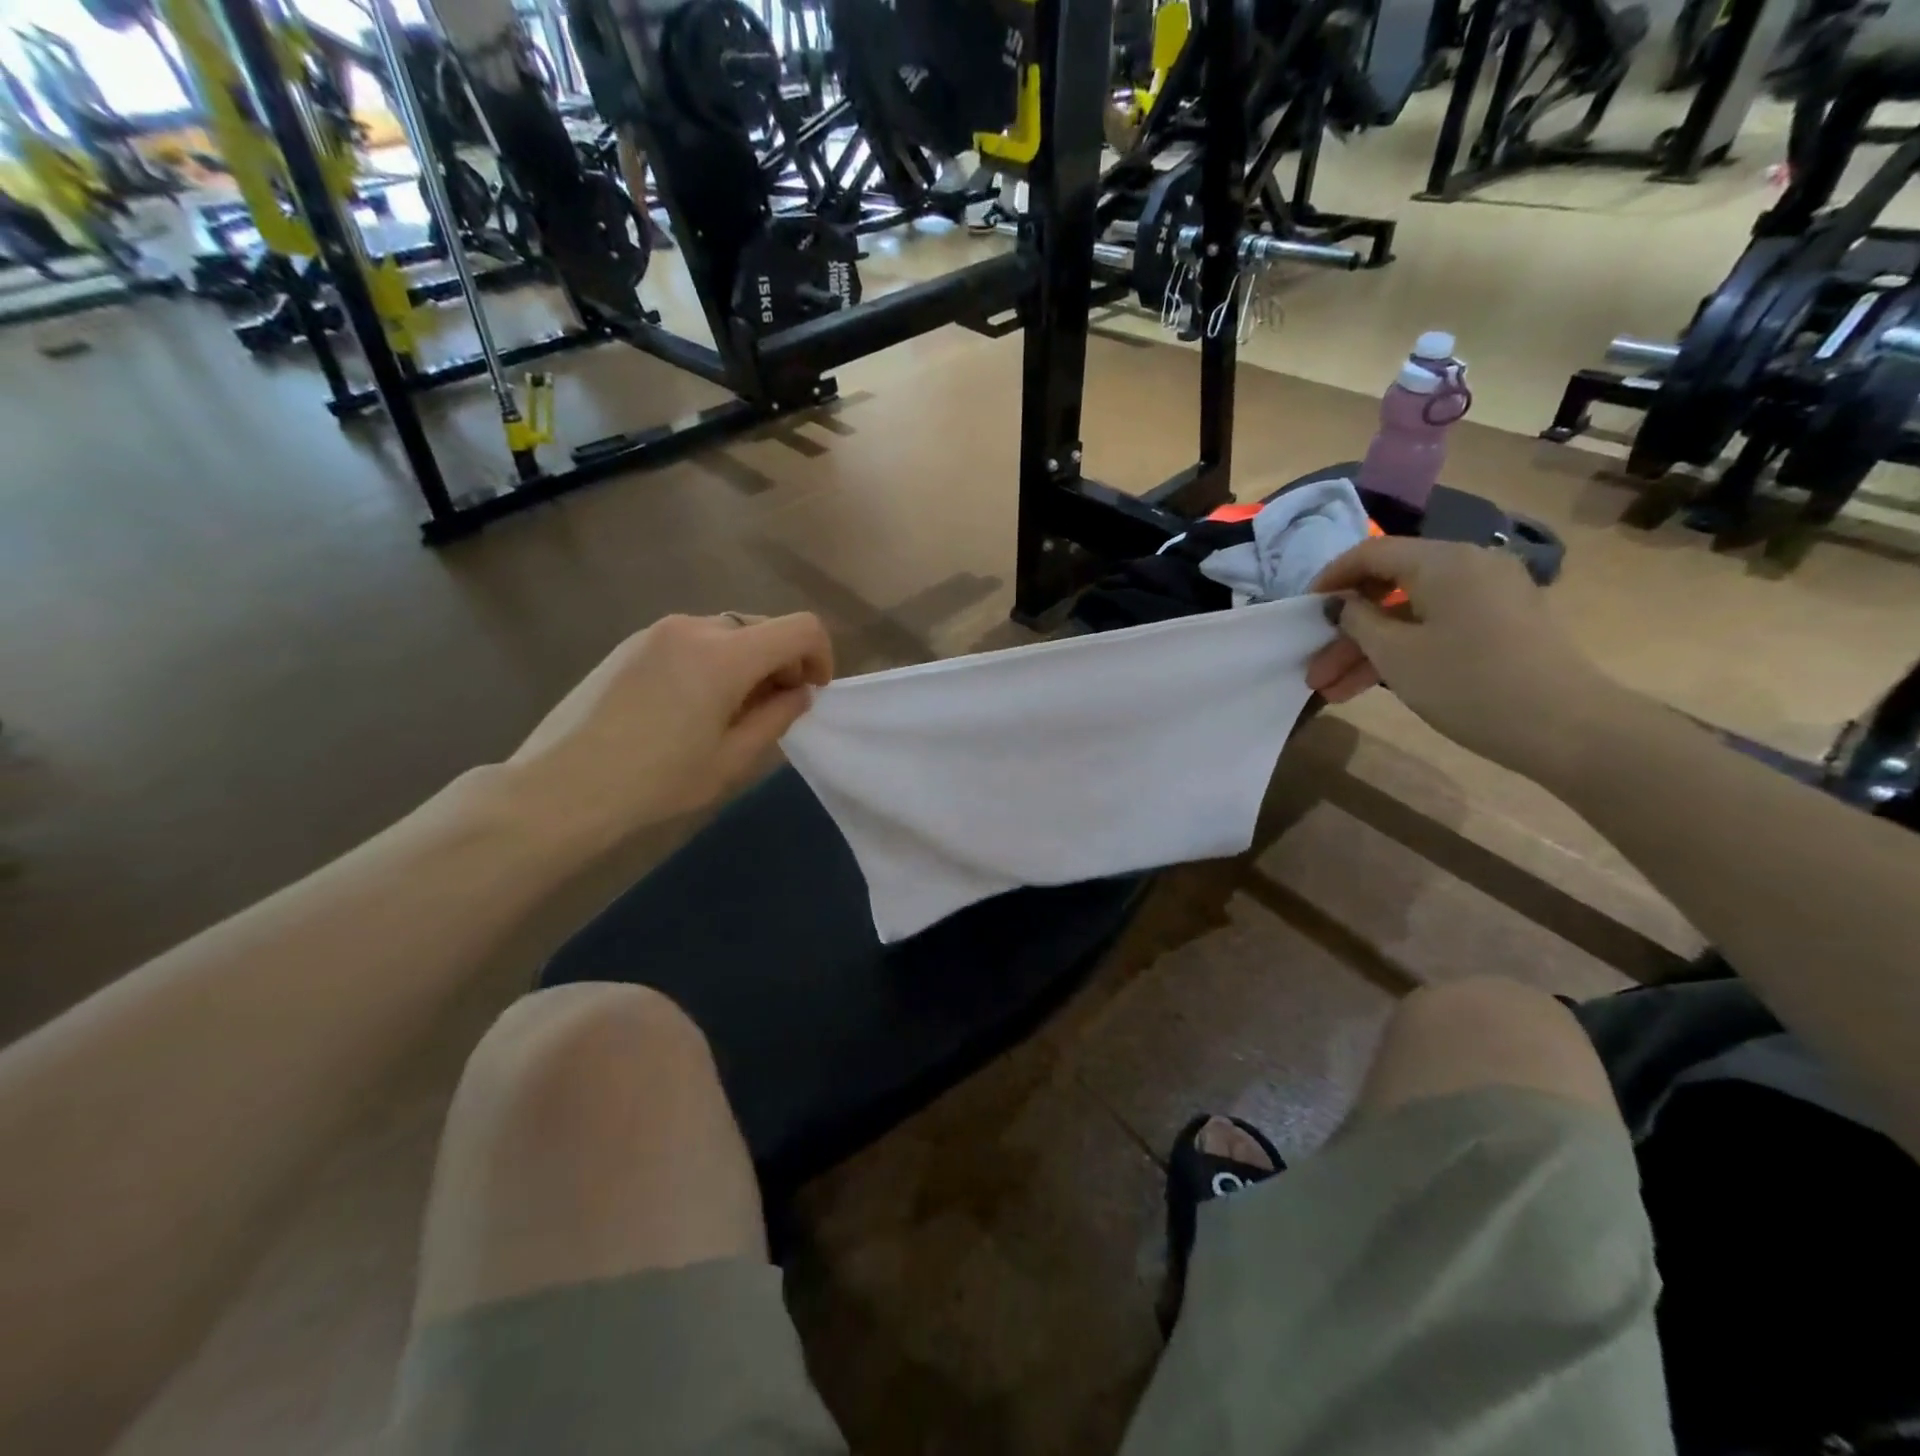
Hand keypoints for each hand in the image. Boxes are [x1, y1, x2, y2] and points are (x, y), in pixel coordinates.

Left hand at [507, 612, 832, 831]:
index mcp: (725, 655)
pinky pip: (692, 640)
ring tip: (727, 711)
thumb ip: (776, 717)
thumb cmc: (656, 781)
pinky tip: (688, 706)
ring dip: (746, 662)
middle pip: (764, 627)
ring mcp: (657, 631)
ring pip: (728, 632)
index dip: (820, 656)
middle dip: (783, 662)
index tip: (810, 693)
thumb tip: (798, 693)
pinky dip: (712, 661)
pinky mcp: (631, 642)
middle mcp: (695, 627)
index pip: (800, 628)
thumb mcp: (731, 759)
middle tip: (772, 709)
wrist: (561, 787)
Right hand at [1304, 537, 1617, 781]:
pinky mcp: (1502, 625)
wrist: (1567, 727)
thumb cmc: (1469, 683)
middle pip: (1389, 588)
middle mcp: (1469, 566)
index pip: (1371, 553)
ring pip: (1411, 615)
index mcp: (1443, 560)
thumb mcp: (1396, 654)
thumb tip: (1343, 604)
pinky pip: (1438, 627)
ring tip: (1334, 692)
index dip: (1330, 579)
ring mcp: (1490, 596)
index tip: (1303, 612)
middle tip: (1315, 670)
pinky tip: (1374, 686)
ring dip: (1370, 650)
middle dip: (1347, 632)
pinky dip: (1404, 651)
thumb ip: (1358, 621)